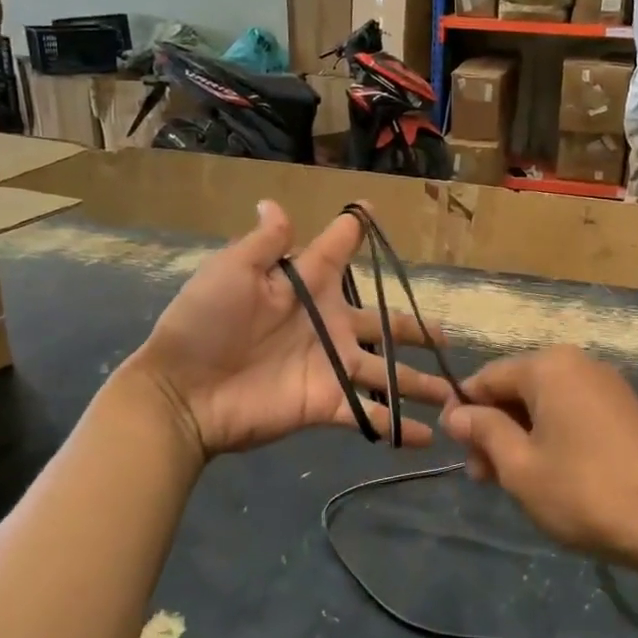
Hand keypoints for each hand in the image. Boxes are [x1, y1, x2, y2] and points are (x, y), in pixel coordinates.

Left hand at [126, 201, 452, 459]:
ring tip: (454, 393)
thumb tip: (273, 202)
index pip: (338, 252)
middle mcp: (329, 325)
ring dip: (421, 382)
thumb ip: (264, 243)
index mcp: (307, 286)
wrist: (182, 391)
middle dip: (414, 329)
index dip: (355, 232)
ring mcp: (332, 367)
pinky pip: (371, 415)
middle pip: (383, 324)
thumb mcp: (231, 272)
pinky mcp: (326, 404)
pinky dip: (399, 427)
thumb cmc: (205, 323)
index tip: (373, 212)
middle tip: (445, 335)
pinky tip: (428, 436)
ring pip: (389, 372)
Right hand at [441, 347, 637, 567]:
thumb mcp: (520, 466)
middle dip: (494, 428)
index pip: (487, 377)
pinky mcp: (626, 411)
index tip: (453, 448)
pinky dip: (552, 438)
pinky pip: (573, 414)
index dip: (464, 410)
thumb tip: (456, 413)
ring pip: (545, 405)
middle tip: (482, 477)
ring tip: (512, 483)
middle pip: (517, 389)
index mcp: (549, 366)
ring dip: (521, 437)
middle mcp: (578, 364)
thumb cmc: (585, 492)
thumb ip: (484, 431)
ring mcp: (607, 386)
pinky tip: (549, 476)